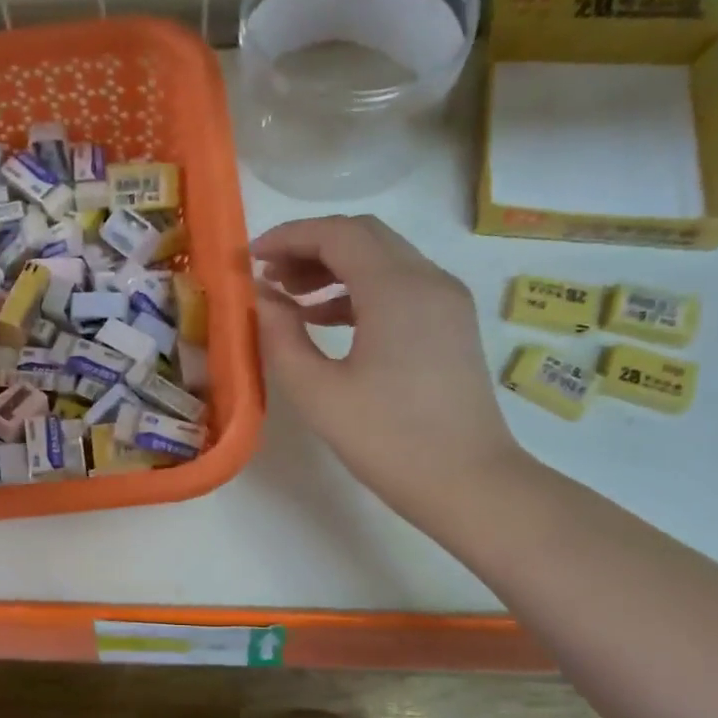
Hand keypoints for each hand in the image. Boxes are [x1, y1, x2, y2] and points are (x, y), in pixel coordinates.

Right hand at [253, 215, 527, 523]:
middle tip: (267, 276)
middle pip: (364, 237)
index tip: (249, 258)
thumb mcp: (317, 391)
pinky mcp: (451, 325)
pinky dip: (359, 291)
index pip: (337, 234)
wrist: (467, 482)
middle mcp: (428, 280)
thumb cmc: (387, 439)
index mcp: (397, 289)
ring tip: (289, 299)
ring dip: (334, 268)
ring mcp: (446, 301)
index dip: (288, 237)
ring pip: (384, 260)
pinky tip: (326, 321)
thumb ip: (280, 336)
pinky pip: (400, 287)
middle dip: (310, 247)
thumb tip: (259, 298)